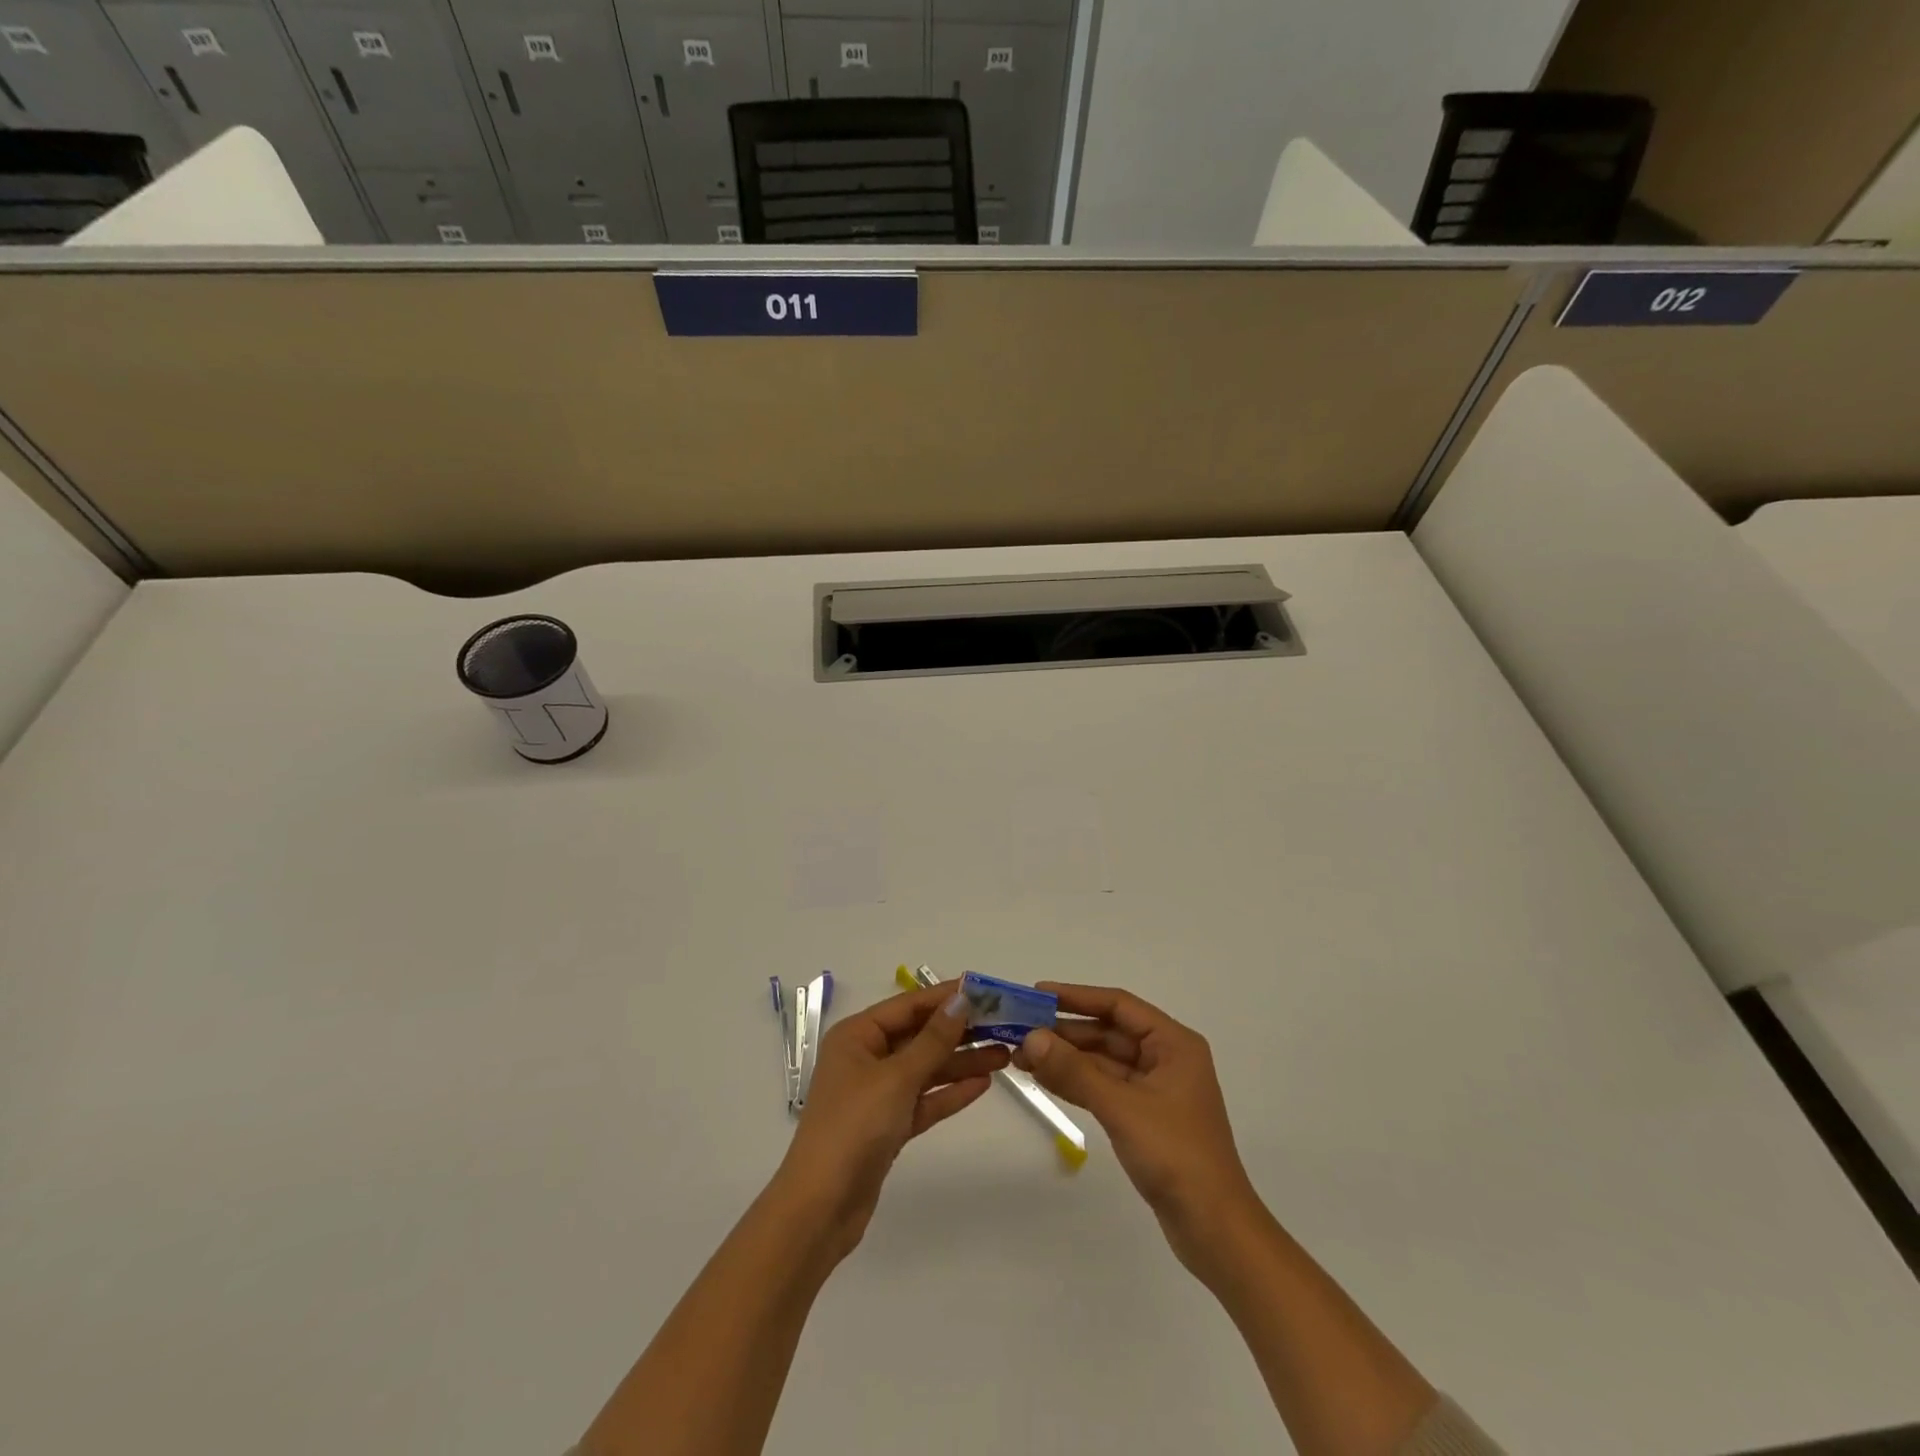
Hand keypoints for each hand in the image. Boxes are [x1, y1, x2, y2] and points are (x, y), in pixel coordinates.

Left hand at [777, 984, 1009, 1259]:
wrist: (821, 1208)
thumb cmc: (854, 1127)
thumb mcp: (897, 1077)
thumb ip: (933, 1039)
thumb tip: (962, 999)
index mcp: (857, 1036)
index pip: (908, 1005)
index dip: (946, 996)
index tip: (986, 991)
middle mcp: (865, 1058)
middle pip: (919, 1036)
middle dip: (959, 1031)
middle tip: (1004, 1024)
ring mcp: (876, 1094)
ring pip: (926, 1069)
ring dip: (961, 1062)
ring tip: (1004, 1054)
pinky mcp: (888, 1126)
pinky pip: (923, 1099)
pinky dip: (950, 1092)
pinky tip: (982, 1084)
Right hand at [1014, 982, 1256, 1274]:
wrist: (1215, 1230)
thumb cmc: (1176, 1156)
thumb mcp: (1121, 1107)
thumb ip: (1075, 1071)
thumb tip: (1031, 1038)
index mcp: (1173, 1043)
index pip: (1118, 1005)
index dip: (1077, 997)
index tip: (1037, 994)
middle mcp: (1166, 1058)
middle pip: (1109, 1032)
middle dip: (1066, 1032)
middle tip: (1020, 1031)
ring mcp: (1156, 1089)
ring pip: (1104, 1061)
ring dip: (1067, 1058)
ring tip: (1023, 1056)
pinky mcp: (1145, 1117)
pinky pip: (1105, 1087)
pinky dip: (1077, 1082)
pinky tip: (1046, 1079)